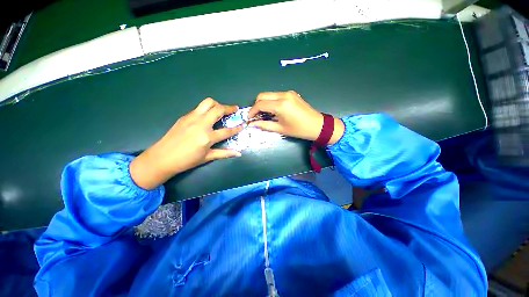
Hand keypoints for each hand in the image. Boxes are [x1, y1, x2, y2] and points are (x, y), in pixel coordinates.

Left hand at [130, 98, 243, 189]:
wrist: (162, 158)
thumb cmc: (186, 160)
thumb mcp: (207, 157)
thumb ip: (224, 153)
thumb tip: (239, 153)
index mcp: (207, 137)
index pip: (226, 131)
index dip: (237, 128)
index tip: (243, 125)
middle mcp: (200, 124)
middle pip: (217, 109)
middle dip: (229, 108)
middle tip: (234, 109)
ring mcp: (191, 118)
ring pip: (207, 103)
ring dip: (217, 104)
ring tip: (222, 110)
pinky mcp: (185, 116)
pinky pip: (199, 108)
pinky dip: (207, 109)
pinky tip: (208, 117)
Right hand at [248, 91, 343, 143]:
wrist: (317, 125)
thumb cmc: (299, 130)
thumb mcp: (280, 129)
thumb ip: (264, 125)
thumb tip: (251, 125)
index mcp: (280, 105)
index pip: (260, 104)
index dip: (252, 111)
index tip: (249, 119)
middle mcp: (283, 95)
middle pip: (262, 95)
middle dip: (256, 105)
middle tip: (256, 116)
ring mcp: (288, 93)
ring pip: (269, 94)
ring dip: (264, 103)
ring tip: (264, 114)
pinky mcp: (292, 93)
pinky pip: (276, 95)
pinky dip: (271, 101)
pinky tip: (274, 110)